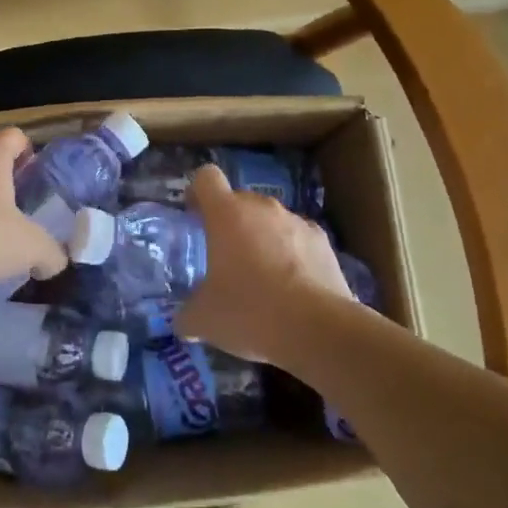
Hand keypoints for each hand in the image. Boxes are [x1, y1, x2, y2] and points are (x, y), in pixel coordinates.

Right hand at [175, 164, 353, 361]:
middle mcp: (262, 208)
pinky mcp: (323, 242)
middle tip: (225, 257)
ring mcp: (297, 221)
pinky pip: (299, 239)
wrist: (318, 329)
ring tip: (262, 278)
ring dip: (262, 239)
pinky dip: (292, 255)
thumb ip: (188, 314)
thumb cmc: (250, 312)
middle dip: (230, 222)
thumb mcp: (205, 320)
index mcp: (226, 214)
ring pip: (271, 220)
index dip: (197, 192)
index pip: (206, 178)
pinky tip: (292, 288)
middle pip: (240, 200)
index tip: (194, 215)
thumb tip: (184, 322)